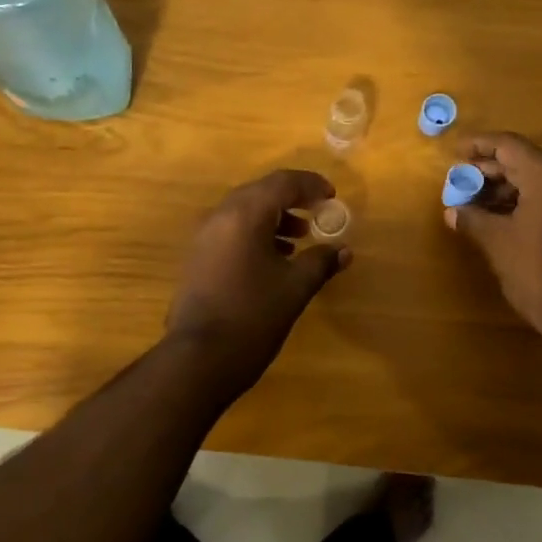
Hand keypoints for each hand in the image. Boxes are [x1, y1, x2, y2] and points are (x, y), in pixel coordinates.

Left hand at [166, 170, 352, 384]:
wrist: (199, 358)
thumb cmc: (253, 316)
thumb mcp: (295, 288)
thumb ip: (321, 262)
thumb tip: (343, 251)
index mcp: (245, 214)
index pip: (282, 183)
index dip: (310, 185)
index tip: (332, 197)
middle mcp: (220, 216)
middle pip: (260, 192)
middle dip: (291, 199)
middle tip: (317, 213)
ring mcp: (203, 237)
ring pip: (244, 212)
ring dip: (273, 218)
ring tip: (300, 239)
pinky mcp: (197, 258)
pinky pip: (231, 231)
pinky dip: (255, 234)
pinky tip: (274, 259)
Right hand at [444, 132, 541, 338]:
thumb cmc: (536, 270)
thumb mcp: (496, 242)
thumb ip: (472, 219)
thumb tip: (452, 211)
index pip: (510, 146)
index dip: (480, 145)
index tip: (455, 152)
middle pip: (522, 162)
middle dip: (487, 169)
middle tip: (458, 180)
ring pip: (532, 182)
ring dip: (500, 187)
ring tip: (469, 201)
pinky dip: (516, 202)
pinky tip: (492, 217)